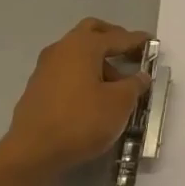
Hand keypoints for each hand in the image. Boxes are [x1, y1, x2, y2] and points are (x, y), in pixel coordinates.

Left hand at [0, 19, 151, 185]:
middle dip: (112, 39)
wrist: (32, 153)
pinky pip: (66, 71)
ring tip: (117, 85)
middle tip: (130, 53)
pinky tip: (94, 97)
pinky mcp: (37, 88)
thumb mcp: (119, 103)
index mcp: (83, 46)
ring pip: (77, 53)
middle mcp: (61, 49)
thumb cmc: (81, 121)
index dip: (137, 40)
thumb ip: (134, 85)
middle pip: (91, 32)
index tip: (152, 44)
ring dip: (98, 61)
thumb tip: (140, 76)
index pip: (117, 37)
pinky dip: (83, 75)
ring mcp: (45, 68)